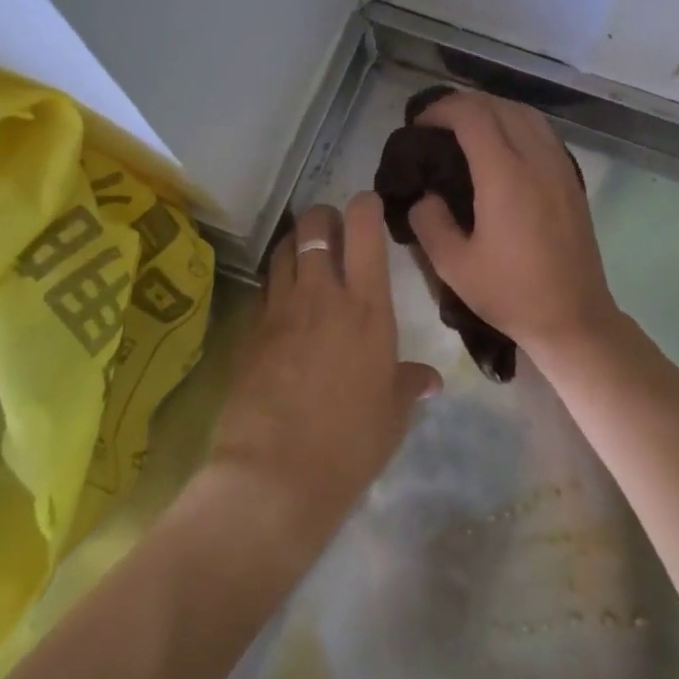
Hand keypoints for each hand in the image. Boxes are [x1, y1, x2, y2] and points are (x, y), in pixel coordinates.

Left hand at [209, 195, 438, 547]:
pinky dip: (275, 281)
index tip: (368, 204)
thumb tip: (429, 379)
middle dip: (323, 217)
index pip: (364, 231)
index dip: (365, 206)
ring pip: (282, 249)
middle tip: (333, 231)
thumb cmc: (351, 442)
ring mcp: (280, 309)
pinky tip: (282, 301)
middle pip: (314, 226)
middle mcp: (322, 294)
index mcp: (367, 307)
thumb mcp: (392, 413)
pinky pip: (263, 288)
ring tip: (305, 256)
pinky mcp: (249, 331)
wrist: (276, 474)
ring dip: (295, 243)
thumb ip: (409, 384)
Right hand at [407, 92, 618, 360]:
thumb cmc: (511, 294)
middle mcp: (536, 160)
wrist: (573, 318)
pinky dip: (516, 123)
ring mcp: (560, 167)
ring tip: (466, 128)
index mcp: (505, 176)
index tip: (419, 125)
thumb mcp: (453, 266)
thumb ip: (429, 222)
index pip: (472, 116)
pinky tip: (502, 145)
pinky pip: (543, 132)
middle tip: (436, 124)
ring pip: (526, 114)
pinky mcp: (572, 180)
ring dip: (493, 109)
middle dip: (463, 104)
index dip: (441, 109)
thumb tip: (425, 197)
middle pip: (499, 106)